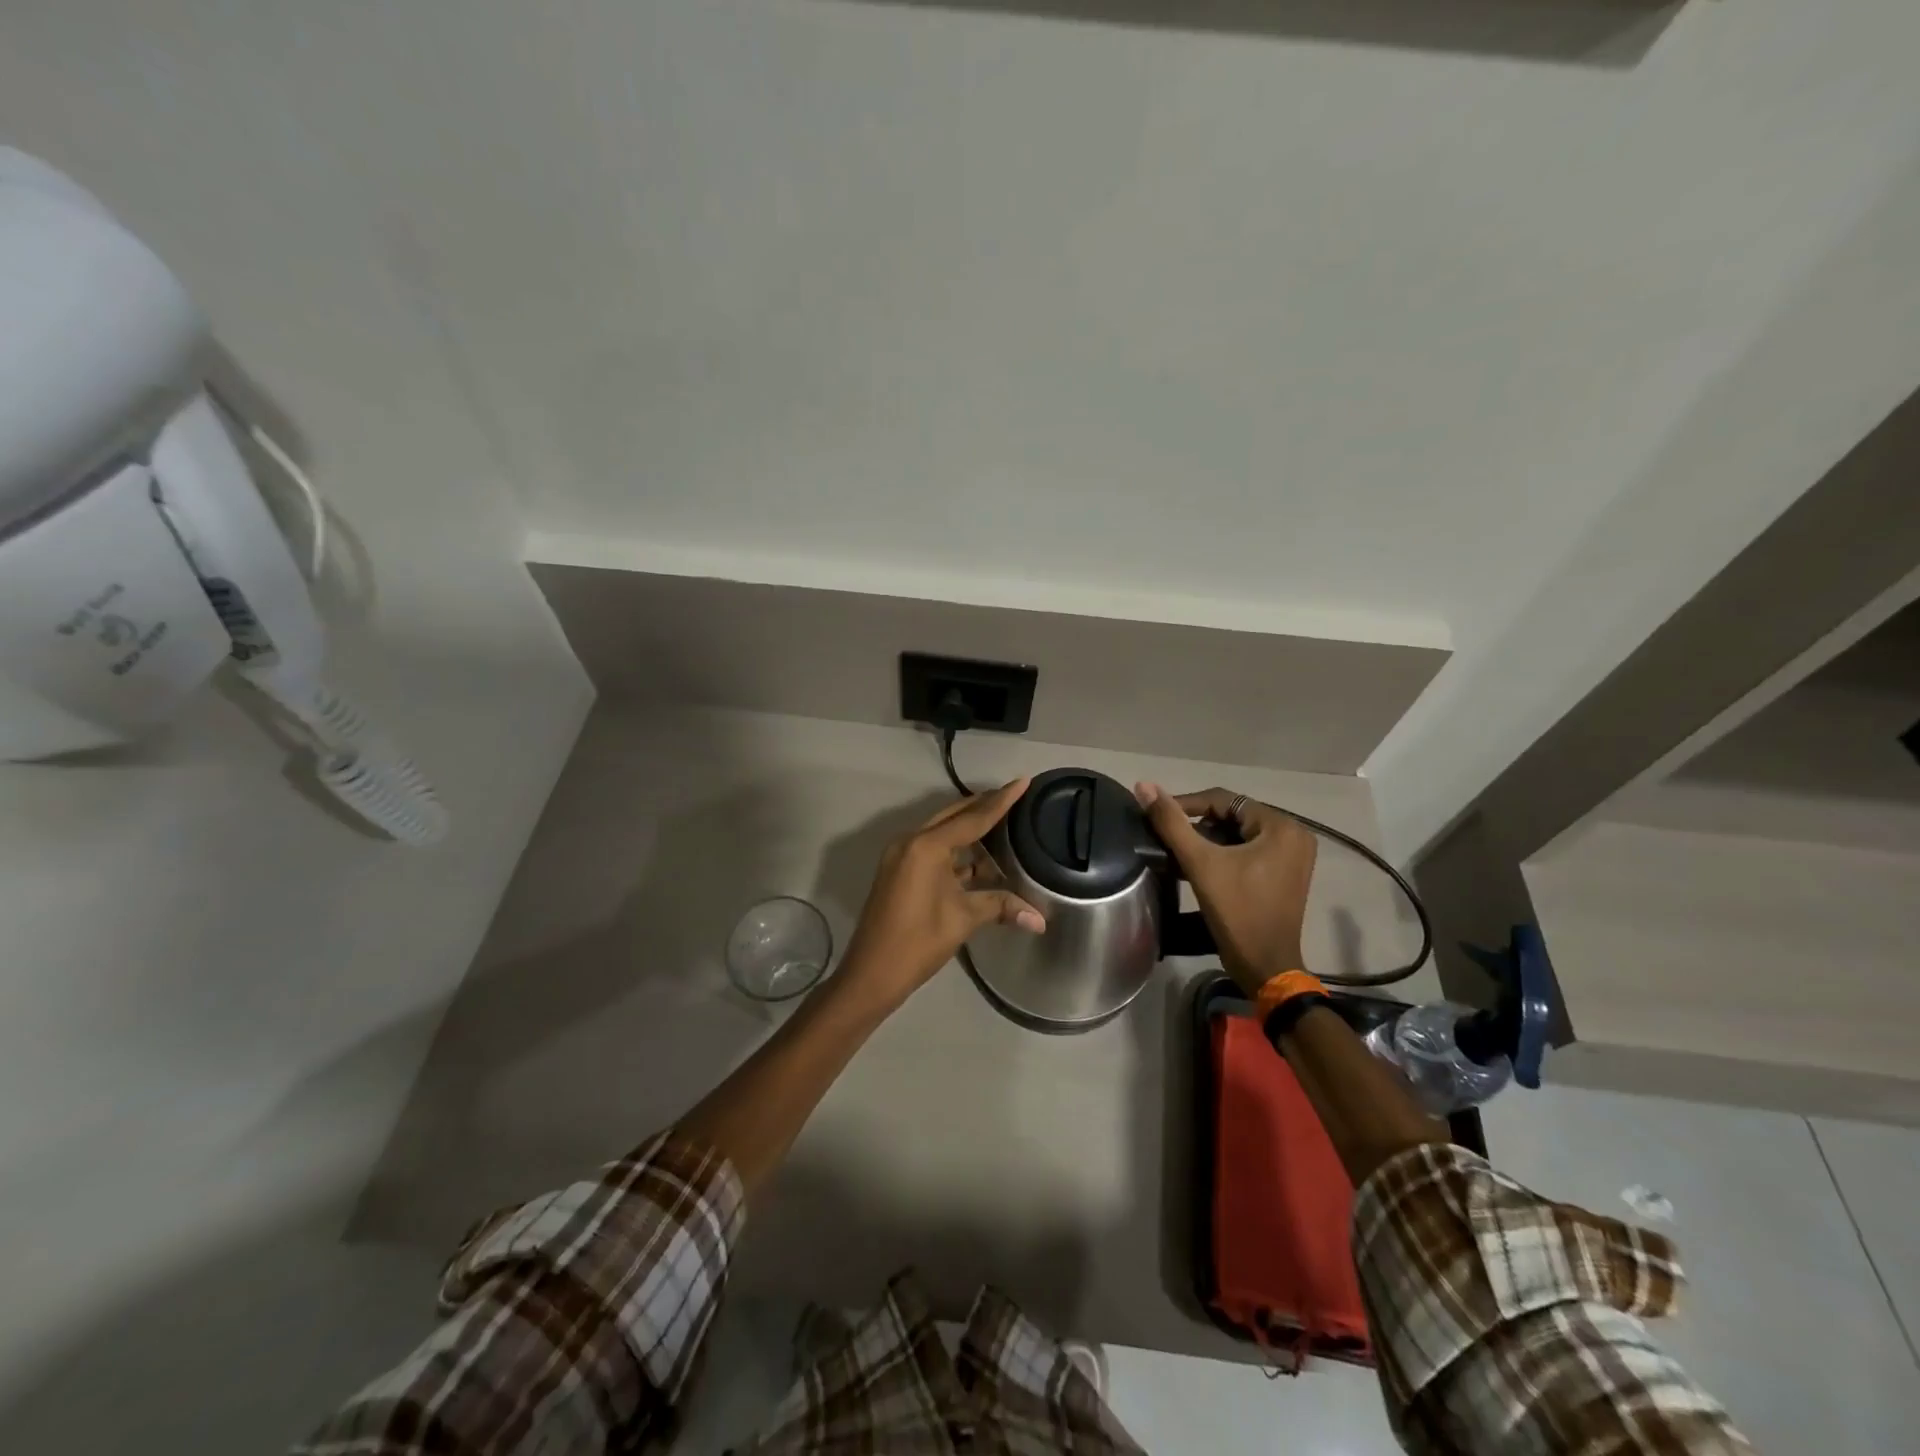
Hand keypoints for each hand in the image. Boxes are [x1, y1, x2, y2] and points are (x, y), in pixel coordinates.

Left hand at [839, 778, 1045, 1011]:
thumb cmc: (918, 942)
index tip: (1022, 781)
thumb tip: (1041, 919)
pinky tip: (979, 858)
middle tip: (1014, 798)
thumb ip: (1001, 907)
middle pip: (954, 816)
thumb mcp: (963, 920)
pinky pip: (932, 849)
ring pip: (942, 832)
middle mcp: (911, 841)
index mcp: (926, 846)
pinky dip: (956, 850)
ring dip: (969, 830)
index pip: (973, 817)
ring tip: (1003, 825)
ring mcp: (901, 855)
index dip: (1001, 801)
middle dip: (984, 807)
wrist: (871, 973)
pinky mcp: (899, 870)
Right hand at [1135, 783, 1316, 996]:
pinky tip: (1201, 867)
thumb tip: (1144, 786)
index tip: (1157, 817)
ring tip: (1180, 854)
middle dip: (1199, 826)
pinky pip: (1249, 850)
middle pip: (1233, 816)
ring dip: (1209, 841)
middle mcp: (1294, 834)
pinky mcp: (1286, 873)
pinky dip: (1225, 854)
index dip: (1186, 805)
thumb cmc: (1237, 912)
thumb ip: (1171, 822)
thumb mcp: (1201, 863)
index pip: (1224, 800)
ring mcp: (1293, 856)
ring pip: (1239, 834)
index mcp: (1281, 826)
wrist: (1265, 966)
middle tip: (1169, 840)